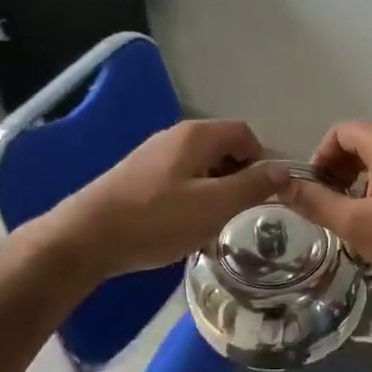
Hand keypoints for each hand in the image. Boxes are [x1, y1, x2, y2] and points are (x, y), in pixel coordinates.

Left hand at [53, 120, 289, 278]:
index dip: (262, 161)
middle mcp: (175, 137)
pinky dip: (192, 201)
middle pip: (223, 150)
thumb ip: (253, 186)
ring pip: (201, 170)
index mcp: (196, 136)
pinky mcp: (138, 178)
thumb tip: (284, 170)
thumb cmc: (156, 219)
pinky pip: (180, 183)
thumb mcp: (214, 205)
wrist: (87, 238)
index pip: (245, 134)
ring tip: (214, 227)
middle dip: (239, 180)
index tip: (264, 195)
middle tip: (240, 215)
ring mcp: (153, 157)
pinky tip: (185, 230)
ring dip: (216, 194)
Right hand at [277, 122, 371, 287]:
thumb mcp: (355, 222)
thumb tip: (279, 183)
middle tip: (331, 206)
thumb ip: (315, 202)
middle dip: (338, 173)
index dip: (319, 160)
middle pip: (359, 144)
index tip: (314, 191)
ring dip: (360, 184)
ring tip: (355, 218)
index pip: (338, 134)